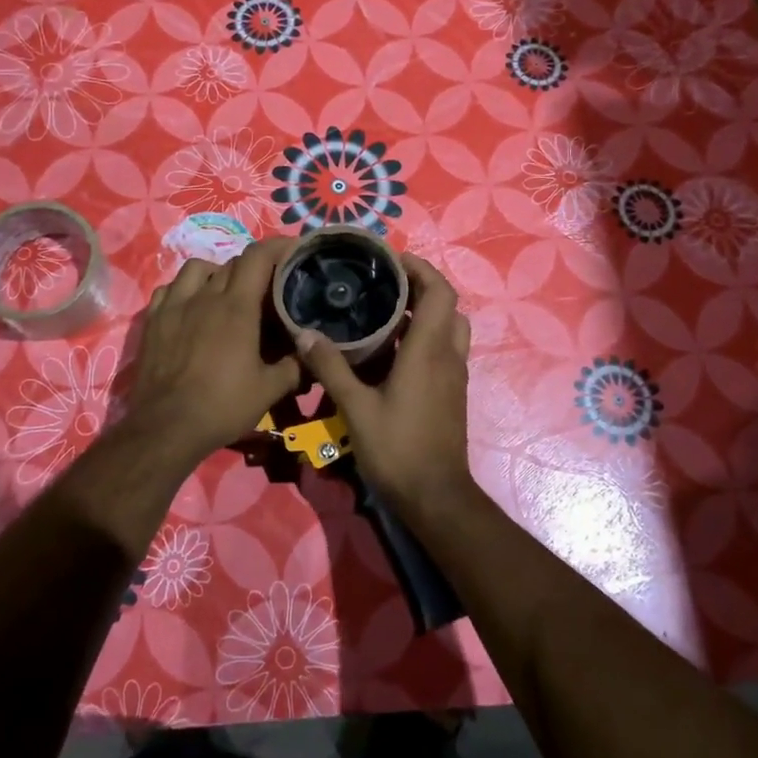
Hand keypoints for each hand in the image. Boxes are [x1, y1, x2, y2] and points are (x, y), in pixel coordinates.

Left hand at [126, 237, 301, 461]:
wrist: (166, 427)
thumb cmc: (222, 406)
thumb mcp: (269, 390)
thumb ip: (294, 366)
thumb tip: (311, 352)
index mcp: (236, 307)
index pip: (258, 257)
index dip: (278, 246)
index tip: (294, 248)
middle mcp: (204, 296)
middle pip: (231, 262)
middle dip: (254, 264)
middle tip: (268, 281)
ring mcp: (174, 306)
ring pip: (196, 268)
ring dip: (216, 270)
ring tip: (225, 289)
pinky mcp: (153, 321)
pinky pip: (169, 288)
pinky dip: (184, 288)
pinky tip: (190, 305)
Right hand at [293, 254, 473, 513]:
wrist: (435, 497)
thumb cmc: (397, 449)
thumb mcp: (356, 407)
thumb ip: (331, 367)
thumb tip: (305, 333)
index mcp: (428, 351)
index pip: (440, 291)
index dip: (420, 268)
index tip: (391, 260)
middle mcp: (447, 356)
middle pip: (447, 306)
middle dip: (420, 287)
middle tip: (383, 285)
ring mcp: (452, 376)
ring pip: (449, 328)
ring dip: (425, 313)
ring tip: (385, 313)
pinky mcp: (450, 393)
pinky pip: (443, 351)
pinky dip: (424, 338)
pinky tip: (389, 351)